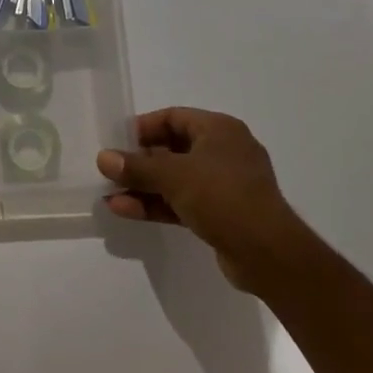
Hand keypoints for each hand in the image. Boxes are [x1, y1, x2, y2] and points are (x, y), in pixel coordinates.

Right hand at [98, 108, 303, 290]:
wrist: (268, 254)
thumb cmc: (223, 197)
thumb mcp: (173, 176)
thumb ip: (136, 166)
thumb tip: (103, 158)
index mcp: (220, 131)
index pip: (173, 118)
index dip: (143, 128)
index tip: (117, 142)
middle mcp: (224, 152)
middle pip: (172, 149)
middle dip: (139, 162)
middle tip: (111, 171)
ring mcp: (225, 185)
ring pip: (175, 179)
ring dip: (143, 187)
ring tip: (110, 195)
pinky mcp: (222, 214)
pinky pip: (183, 202)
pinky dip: (157, 204)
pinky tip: (126, 210)